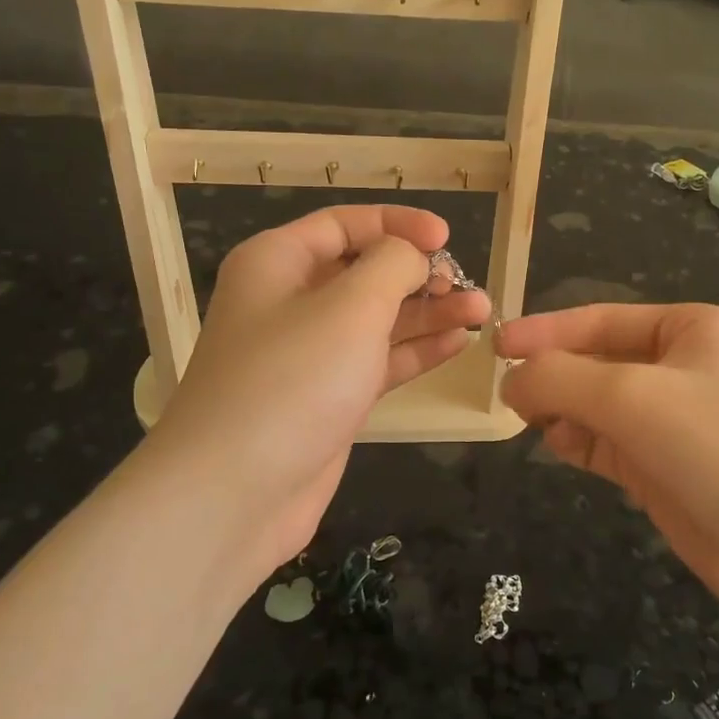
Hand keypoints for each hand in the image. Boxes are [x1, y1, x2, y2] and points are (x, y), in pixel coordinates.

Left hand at [144, 205, 488, 586]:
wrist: (235, 494)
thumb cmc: (293, 380)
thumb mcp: (351, 306)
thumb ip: (392, 265)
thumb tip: (412, 255)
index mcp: (277, 262)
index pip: (344, 224)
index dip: (398, 225)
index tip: (446, 238)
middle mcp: (290, 301)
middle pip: (364, 271)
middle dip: (419, 274)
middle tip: (466, 287)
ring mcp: (310, 354)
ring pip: (377, 319)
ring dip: (428, 313)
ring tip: (482, 311)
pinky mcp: (328, 398)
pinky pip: (378, 361)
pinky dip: (416, 351)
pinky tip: (459, 343)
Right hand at [498, 303, 718, 618]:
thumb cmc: (715, 444)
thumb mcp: (630, 396)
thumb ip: (560, 378)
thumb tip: (511, 380)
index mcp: (690, 329)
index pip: (601, 320)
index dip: (546, 330)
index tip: (498, 344)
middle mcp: (682, 368)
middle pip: (597, 361)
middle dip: (555, 374)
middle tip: (508, 392)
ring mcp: (673, 420)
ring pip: (598, 404)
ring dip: (563, 409)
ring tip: (533, 420)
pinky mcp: (663, 466)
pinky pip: (606, 442)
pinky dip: (578, 441)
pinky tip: (558, 444)